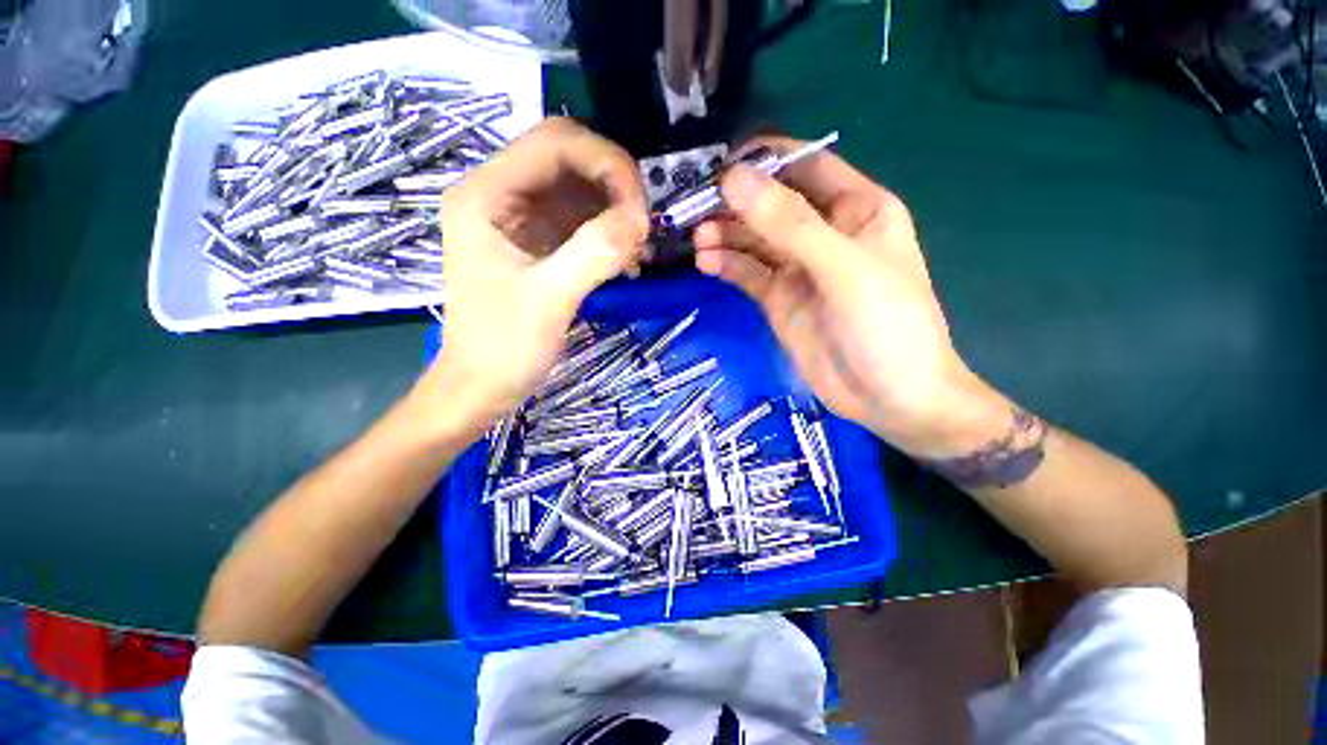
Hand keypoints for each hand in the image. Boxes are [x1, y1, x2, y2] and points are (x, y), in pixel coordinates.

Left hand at [418, 119, 649, 432]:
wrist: (483, 386)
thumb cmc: (503, 348)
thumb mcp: (548, 300)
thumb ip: (594, 253)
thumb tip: (641, 218)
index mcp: (485, 195)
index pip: (555, 143)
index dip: (606, 162)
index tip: (640, 208)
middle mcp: (501, 194)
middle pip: (570, 158)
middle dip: (614, 184)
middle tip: (643, 226)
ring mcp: (521, 218)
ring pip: (581, 187)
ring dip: (616, 208)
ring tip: (637, 246)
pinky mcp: (539, 243)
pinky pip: (583, 219)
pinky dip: (610, 231)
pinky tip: (625, 259)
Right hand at [694, 137, 994, 456]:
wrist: (889, 399)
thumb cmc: (887, 328)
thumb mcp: (843, 270)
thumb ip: (790, 225)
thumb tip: (734, 179)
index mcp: (856, 208)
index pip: (804, 166)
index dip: (764, 162)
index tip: (721, 169)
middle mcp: (824, 232)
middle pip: (770, 204)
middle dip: (734, 205)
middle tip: (695, 211)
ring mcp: (797, 268)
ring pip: (753, 240)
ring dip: (724, 236)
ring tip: (698, 242)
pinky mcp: (778, 299)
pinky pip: (747, 273)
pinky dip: (726, 265)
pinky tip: (707, 264)